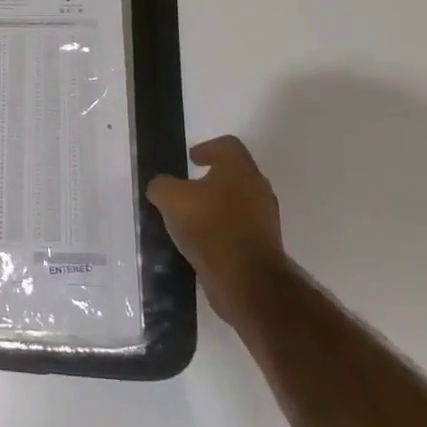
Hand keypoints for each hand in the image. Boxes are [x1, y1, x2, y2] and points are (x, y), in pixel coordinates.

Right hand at [147, 136, 284, 332]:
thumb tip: (161, 186)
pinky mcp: (265, 246)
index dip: (207, 148)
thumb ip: (162, 186)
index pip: (228, 145)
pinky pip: (240, 229)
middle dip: (210, 180)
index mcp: (240, 169)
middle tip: (186, 190)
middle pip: (234, 175)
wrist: (248, 280)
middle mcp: (258, 188)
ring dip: (216, 208)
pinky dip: (223, 231)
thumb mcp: (171, 199)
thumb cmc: (210, 227)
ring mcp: (265, 219)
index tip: (191, 159)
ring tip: (190, 220)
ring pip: (238, 203)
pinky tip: (202, 243)